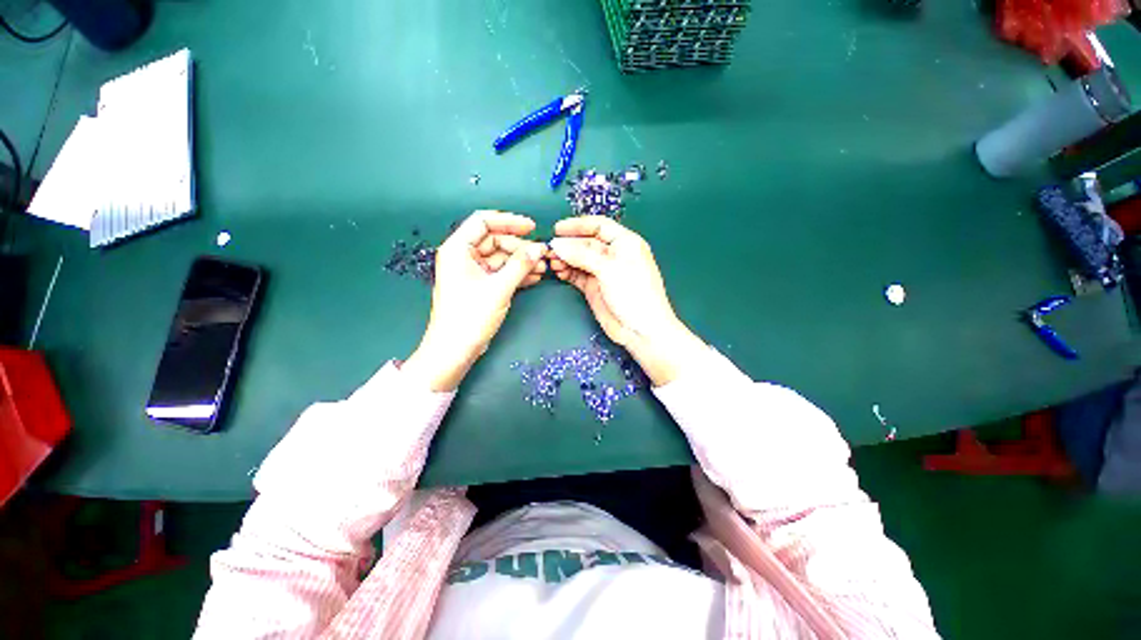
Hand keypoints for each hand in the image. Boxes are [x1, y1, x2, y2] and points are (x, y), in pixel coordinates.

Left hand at [403, 211, 546, 391]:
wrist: (455, 350)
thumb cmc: (470, 316)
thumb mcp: (499, 288)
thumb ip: (520, 265)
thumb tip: (539, 249)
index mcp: (458, 249)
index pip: (483, 222)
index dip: (509, 221)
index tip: (532, 227)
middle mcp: (463, 256)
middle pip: (495, 241)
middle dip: (520, 248)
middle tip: (542, 256)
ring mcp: (472, 272)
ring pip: (501, 258)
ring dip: (521, 262)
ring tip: (543, 268)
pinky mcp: (480, 286)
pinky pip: (500, 272)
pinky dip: (516, 274)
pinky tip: (534, 278)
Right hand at [548, 216, 704, 385]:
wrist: (640, 330)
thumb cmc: (633, 293)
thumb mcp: (609, 269)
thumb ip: (582, 255)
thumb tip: (556, 244)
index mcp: (625, 243)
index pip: (599, 226)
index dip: (578, 225)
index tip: (557, 228)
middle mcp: (613, 255)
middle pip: (586, 243)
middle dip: (568, 245)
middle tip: (549, 250)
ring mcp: (602, 272)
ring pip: (579, 259)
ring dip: (565, 259)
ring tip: (552, 263)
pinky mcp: (594, 287)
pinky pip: (577, 274)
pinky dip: (567, 272)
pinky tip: (558, 272)